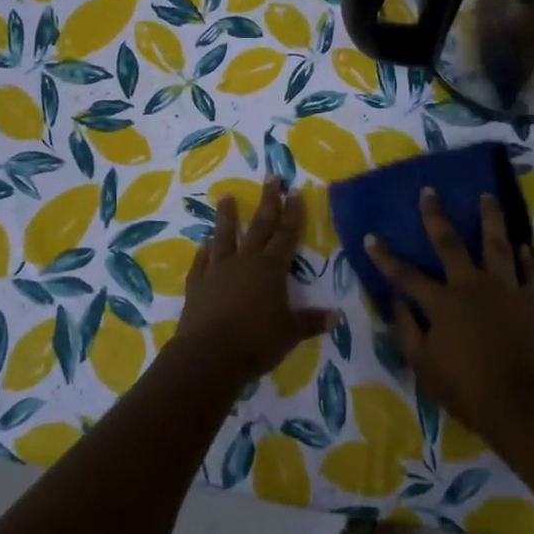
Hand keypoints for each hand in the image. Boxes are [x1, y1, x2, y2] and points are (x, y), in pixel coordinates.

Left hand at [173, 177, 333, 383]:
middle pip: (259, 225)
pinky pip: (202, 261)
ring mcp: (218, 270)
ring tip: (226, 196)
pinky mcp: (197, 283)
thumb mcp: (290, 333)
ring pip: (224, 235)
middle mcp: (245, 261)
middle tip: (270, 178)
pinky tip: (204, 244)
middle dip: (267, 201)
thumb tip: (336, 317)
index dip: (293, 213)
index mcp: (271, 268)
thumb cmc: (256, 342)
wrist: (209, 355)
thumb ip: (311, 321)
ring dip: (226, 216)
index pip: (286, 234)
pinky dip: (204, 251)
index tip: (295, 191)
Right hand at [366, 190, 533, 435]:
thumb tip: (397, 303)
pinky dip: (530, 259)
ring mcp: (505, 290)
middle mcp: (471, 286)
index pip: (405, 275)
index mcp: (442, 303)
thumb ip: (406, 331)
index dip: (385, 257)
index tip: (371, 236)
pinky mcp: (533, 301)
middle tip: (430, 191)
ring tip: (487, 196)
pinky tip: (525, 247)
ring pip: (497, 245)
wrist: (518, 403)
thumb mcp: (423, 367)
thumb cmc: (465, 389)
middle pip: (451, 244)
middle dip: (436, 216)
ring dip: (491, 218)